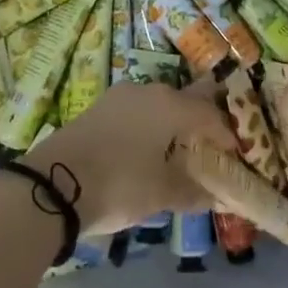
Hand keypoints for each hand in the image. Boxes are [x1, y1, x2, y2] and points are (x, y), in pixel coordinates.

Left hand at [23, 83, 238, 234]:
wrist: (53, 183)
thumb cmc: (119, 184)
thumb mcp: (162, 194)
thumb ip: (195, 191)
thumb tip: (219, 197)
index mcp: (171, 105)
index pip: (211, 117)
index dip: (227, 138)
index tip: (234, 161)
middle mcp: (149, 91)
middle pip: (186, 103)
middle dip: (201, 126)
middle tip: (209, 154)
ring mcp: (120, 96)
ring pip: (159, 106)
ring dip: (173, 126)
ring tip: (178, 156)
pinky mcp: (99, 108)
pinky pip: (137, 112)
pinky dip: (150, 128)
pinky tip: (146, 153)